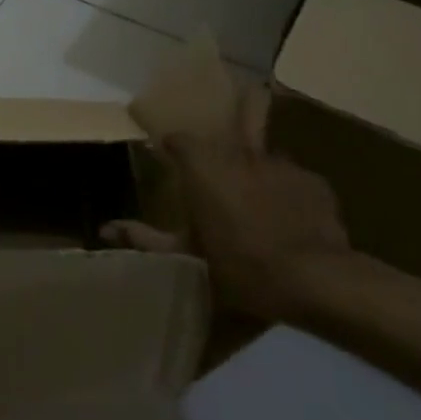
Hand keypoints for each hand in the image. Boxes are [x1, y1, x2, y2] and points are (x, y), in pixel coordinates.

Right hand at [103, 136, 351, 322]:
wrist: (316, 279)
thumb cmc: (241, 266)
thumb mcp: (187, 257)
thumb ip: (145, 239)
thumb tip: (104, 229)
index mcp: (203, 166)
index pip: (179, 140)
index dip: (174, 149)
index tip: (171, 161)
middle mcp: (238, 153)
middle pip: (221, 145)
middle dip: (216, 161)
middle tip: (214, 188)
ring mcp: (280, 163)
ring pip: (258, 160)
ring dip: (252, 176)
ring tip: (255, 206)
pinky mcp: (313, 180)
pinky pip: (292, 179)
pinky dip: (285, 193)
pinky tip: (289, 219)